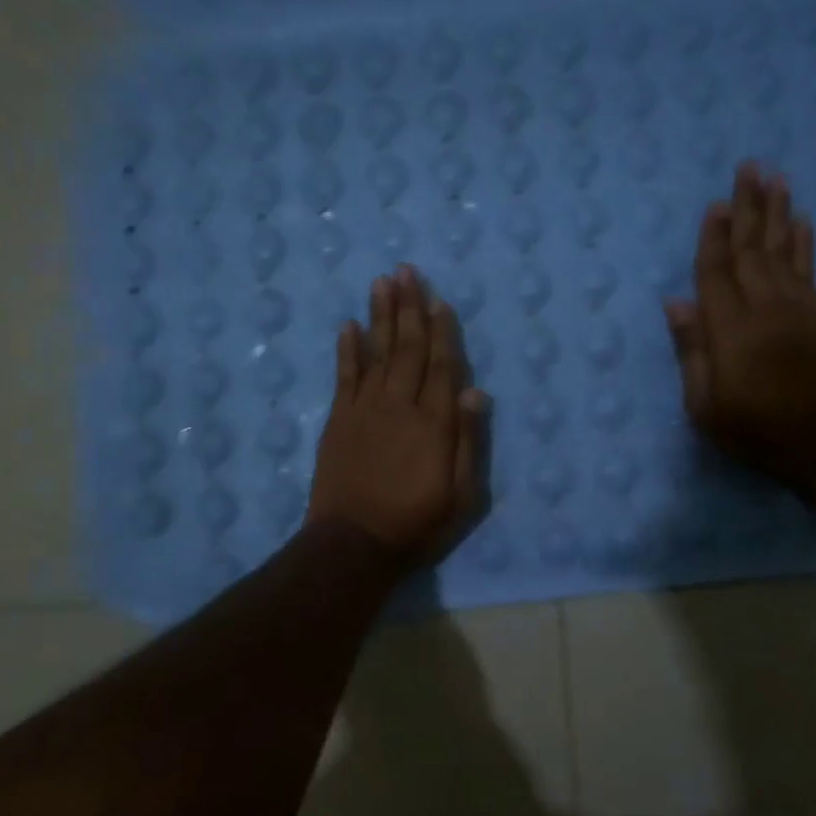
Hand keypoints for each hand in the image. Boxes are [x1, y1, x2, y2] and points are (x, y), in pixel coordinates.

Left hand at [306, 265, 487, 569]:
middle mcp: (400, 405)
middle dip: (409, 307)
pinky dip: (347, 349)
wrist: (353, 545)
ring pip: (376, 352)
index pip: (443, 366)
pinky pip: (344, 376)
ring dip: (380, 315)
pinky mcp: (338, 421)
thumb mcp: (461, 495)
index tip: (439, 299)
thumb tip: (477, 391)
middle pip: (408, 348)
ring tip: (382, 281)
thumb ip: (469, 441)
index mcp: (435, 423)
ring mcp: (365, 410)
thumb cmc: (416, 524)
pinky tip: (349, 325)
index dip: (442, 330)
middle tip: (407, 270)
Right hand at [665, 163, 815, 481]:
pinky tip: (802, 221)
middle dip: (748, 207)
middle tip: (749, 167)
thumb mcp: (704, 404)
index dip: (712, 237)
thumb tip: (676, 302)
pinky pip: (808, 269)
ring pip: (782, 250)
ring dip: (778, 213)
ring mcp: (796, 309)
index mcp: (730, 329)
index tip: (714, 203)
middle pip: (751, 249)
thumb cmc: (753, 429)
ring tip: (776, 178)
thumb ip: (692, 350)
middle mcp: (764, 307)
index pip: (716, 272)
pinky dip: (804, 242)